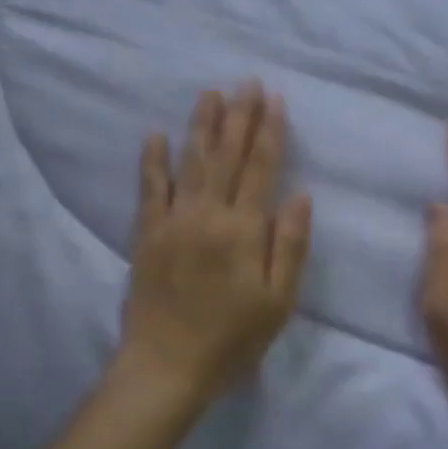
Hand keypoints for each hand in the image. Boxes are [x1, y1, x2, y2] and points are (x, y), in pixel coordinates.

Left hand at [120, 82, 312, 404]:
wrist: (166, 366)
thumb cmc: (232, 339)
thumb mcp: (278, 301)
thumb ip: (290, 245)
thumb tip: (301, 195)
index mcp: (244, 230)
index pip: (261, 169)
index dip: (269, 132)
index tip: (274, 99)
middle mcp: (208, 215)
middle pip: (227, 156)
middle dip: (239, 116)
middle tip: (246, 82)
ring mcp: (173, 221)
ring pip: (190, 162)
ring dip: (201, 126)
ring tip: (210, 94)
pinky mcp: (146, 234)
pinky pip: (149, 189)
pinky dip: (152, 161)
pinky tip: (155, 135)